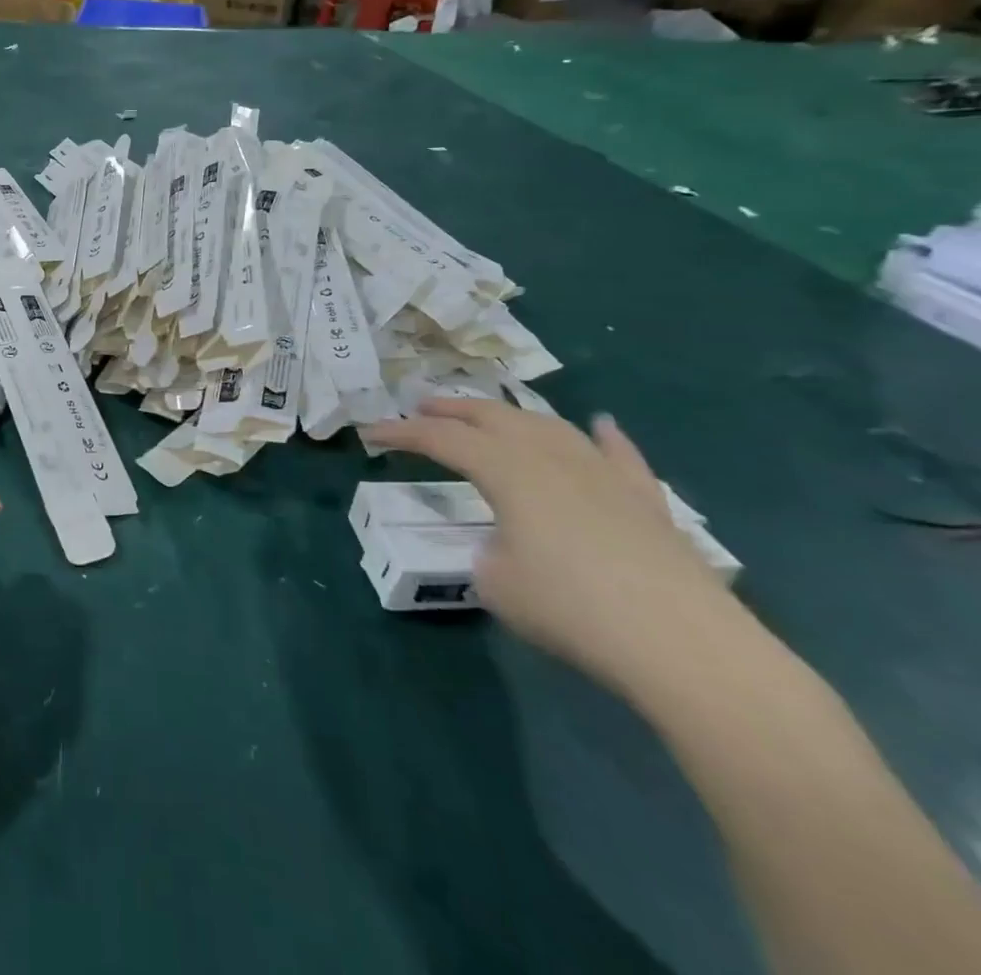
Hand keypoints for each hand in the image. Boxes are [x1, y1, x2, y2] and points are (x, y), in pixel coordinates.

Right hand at [363, 400, 740, 698]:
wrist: (684, 646)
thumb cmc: (571, 609)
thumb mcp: (496, 583)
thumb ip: (488, 551)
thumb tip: (505, 546)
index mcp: (506, 470)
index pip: (440, 439)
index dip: (400, 433)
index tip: (369, 433)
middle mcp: (551, 456)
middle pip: (492, 417)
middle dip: (451, 409)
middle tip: (420, 406)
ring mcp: (603, 474)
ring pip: (548, 426)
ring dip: (510, 415)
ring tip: (490, 414)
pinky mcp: (646, 501)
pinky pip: (618, 455)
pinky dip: (602, 437)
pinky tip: (599, 425)